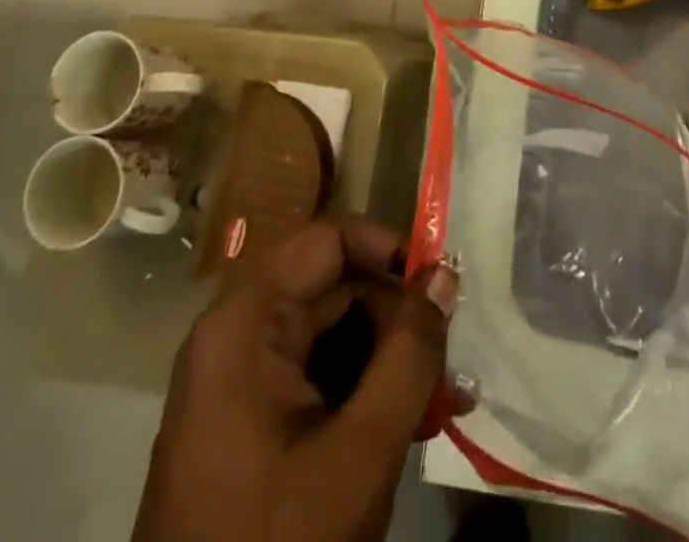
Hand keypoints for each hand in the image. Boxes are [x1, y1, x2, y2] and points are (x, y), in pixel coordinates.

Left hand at [134, 217, 459, 541]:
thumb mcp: (360, 450)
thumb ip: (410, 353)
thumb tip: (443, 275)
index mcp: (246, 322)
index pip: (329, 239)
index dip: (388, 248)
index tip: (440, 283)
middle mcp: (237, 334)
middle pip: (334, 287)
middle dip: (398, 319)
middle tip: (450, 364)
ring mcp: (239, 380)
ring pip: (332, 333)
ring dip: (388, 359)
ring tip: (441, 403)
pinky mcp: (248, 420)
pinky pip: (316, 375)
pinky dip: (363, 390)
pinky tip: (408, 424)